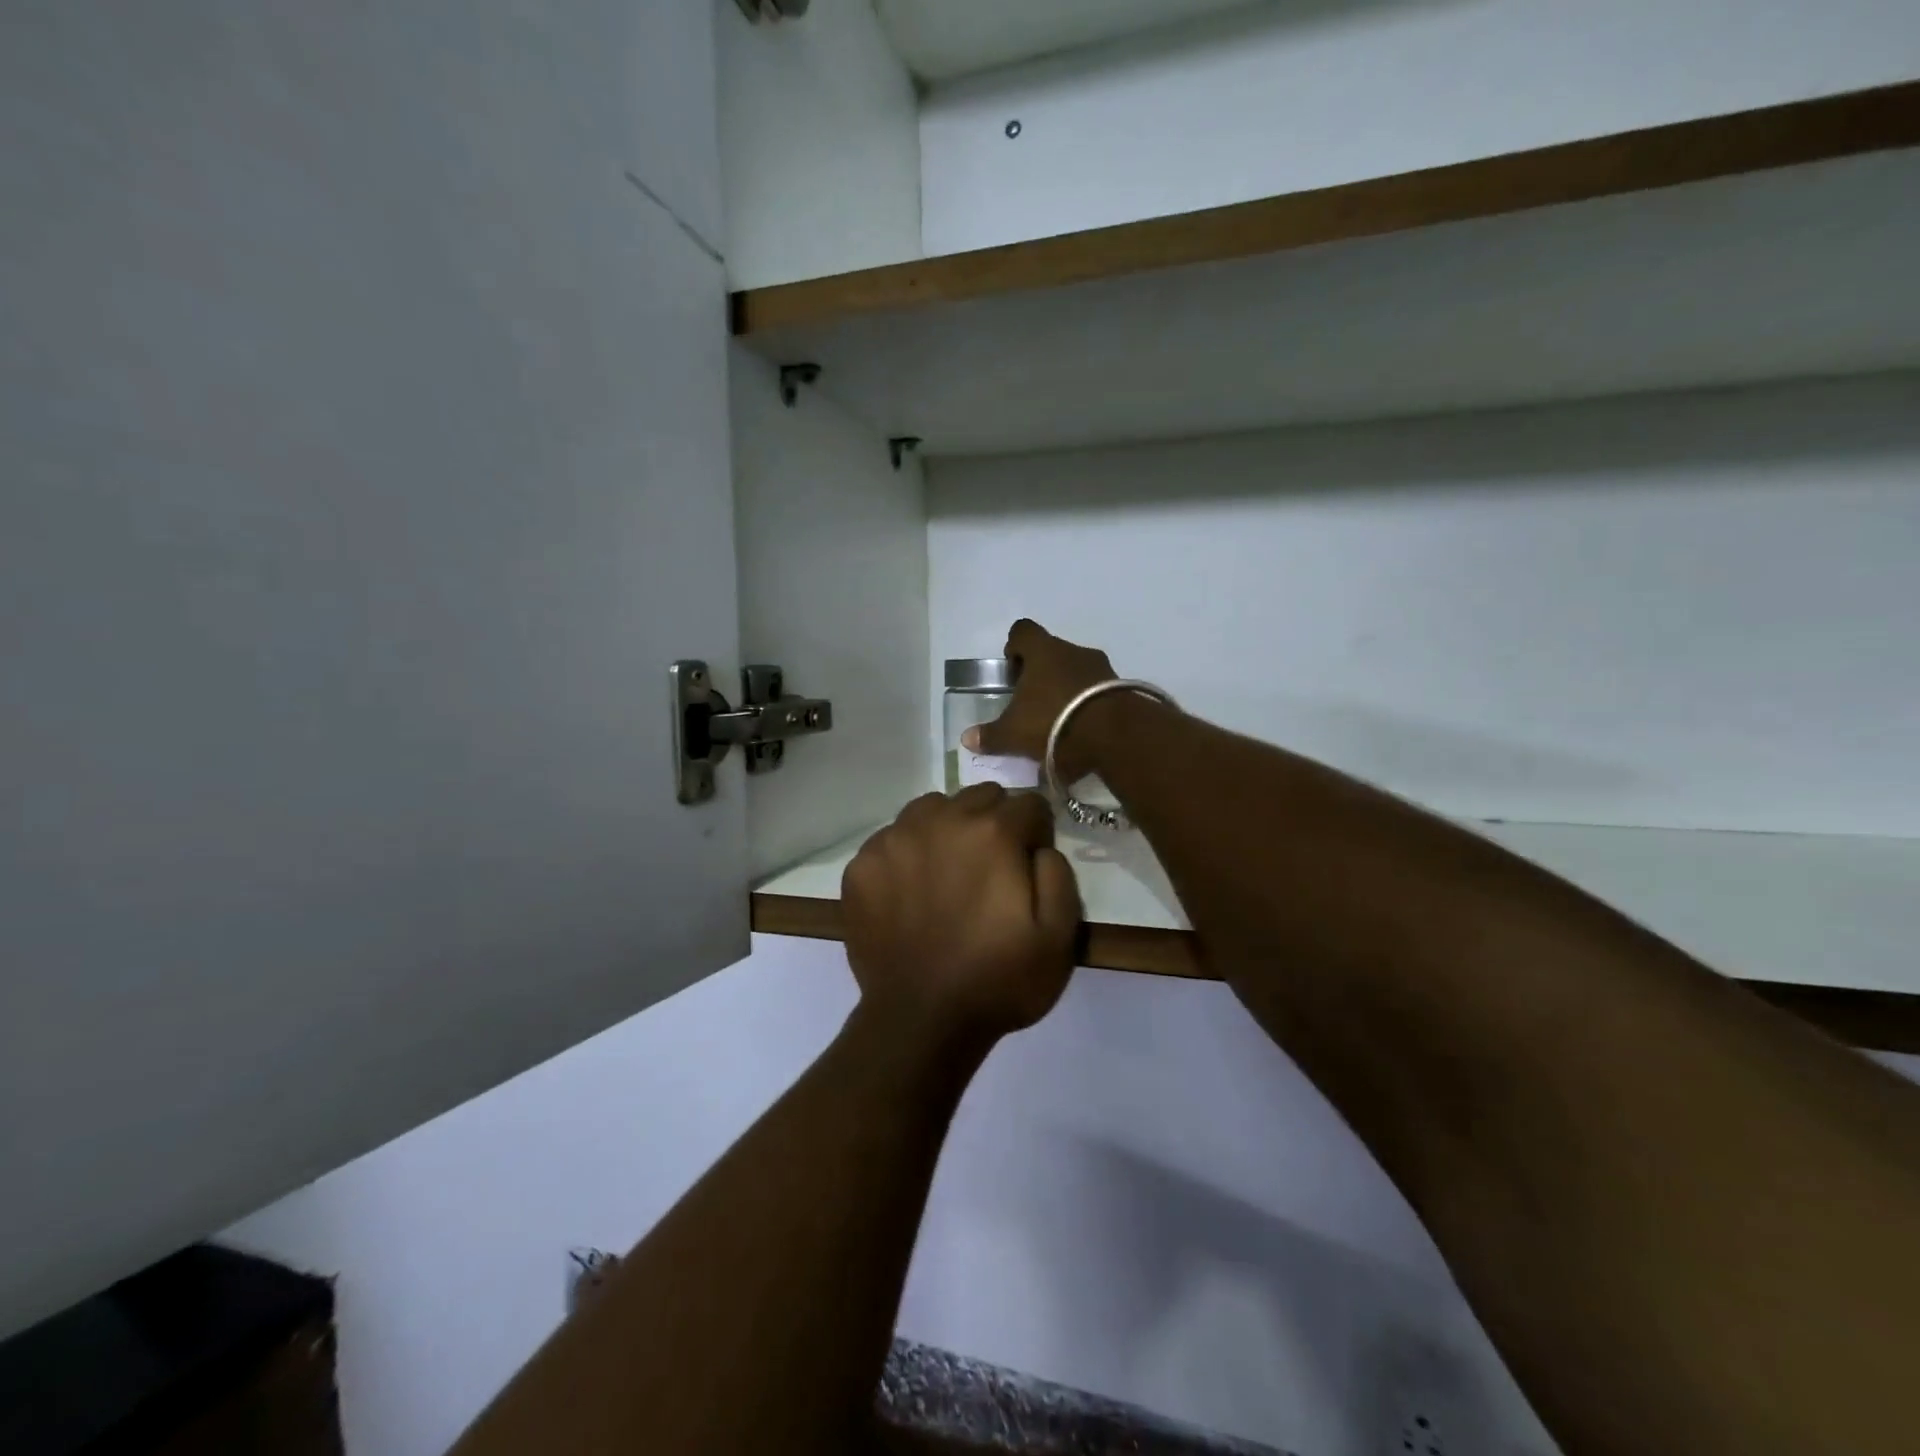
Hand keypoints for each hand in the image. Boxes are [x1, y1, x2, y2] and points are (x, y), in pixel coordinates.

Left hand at [842, 784, 1081, 1047]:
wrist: (920, 1020)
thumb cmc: (997, 981)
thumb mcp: (1059, 937)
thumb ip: (1058, 873)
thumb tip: (1039, 845)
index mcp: (992, 833)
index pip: (1028, 803)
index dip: (1037, 831)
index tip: (1030, 862)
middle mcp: (940, 821)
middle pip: (979, 796)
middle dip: (994, 821)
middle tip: (991, 867)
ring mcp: (894, 839)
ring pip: (931, 808)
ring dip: (948, 827)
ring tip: (948, 870)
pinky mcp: (862, 864)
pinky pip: (893, 837)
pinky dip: (908, 852)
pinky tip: (911, 889)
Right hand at [962, 619, 1115, 783]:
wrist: (1115, 735)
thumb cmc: (1054, 723)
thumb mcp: (1014, 734)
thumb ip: (990, 735)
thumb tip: (967, 739)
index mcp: (1043, 651)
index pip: (1023, 631)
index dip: (1014, 647)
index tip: (1011, 671)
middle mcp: (1073, 650)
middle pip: (1051, 652)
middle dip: (1040, 674)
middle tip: (1031, 703)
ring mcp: (1101, 667)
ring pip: (1076, 670)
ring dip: (1066, 688)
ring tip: (1058, 720)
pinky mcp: (1122, 688)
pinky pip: (1097, 689)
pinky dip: (1087, 703)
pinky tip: (1081, 729)